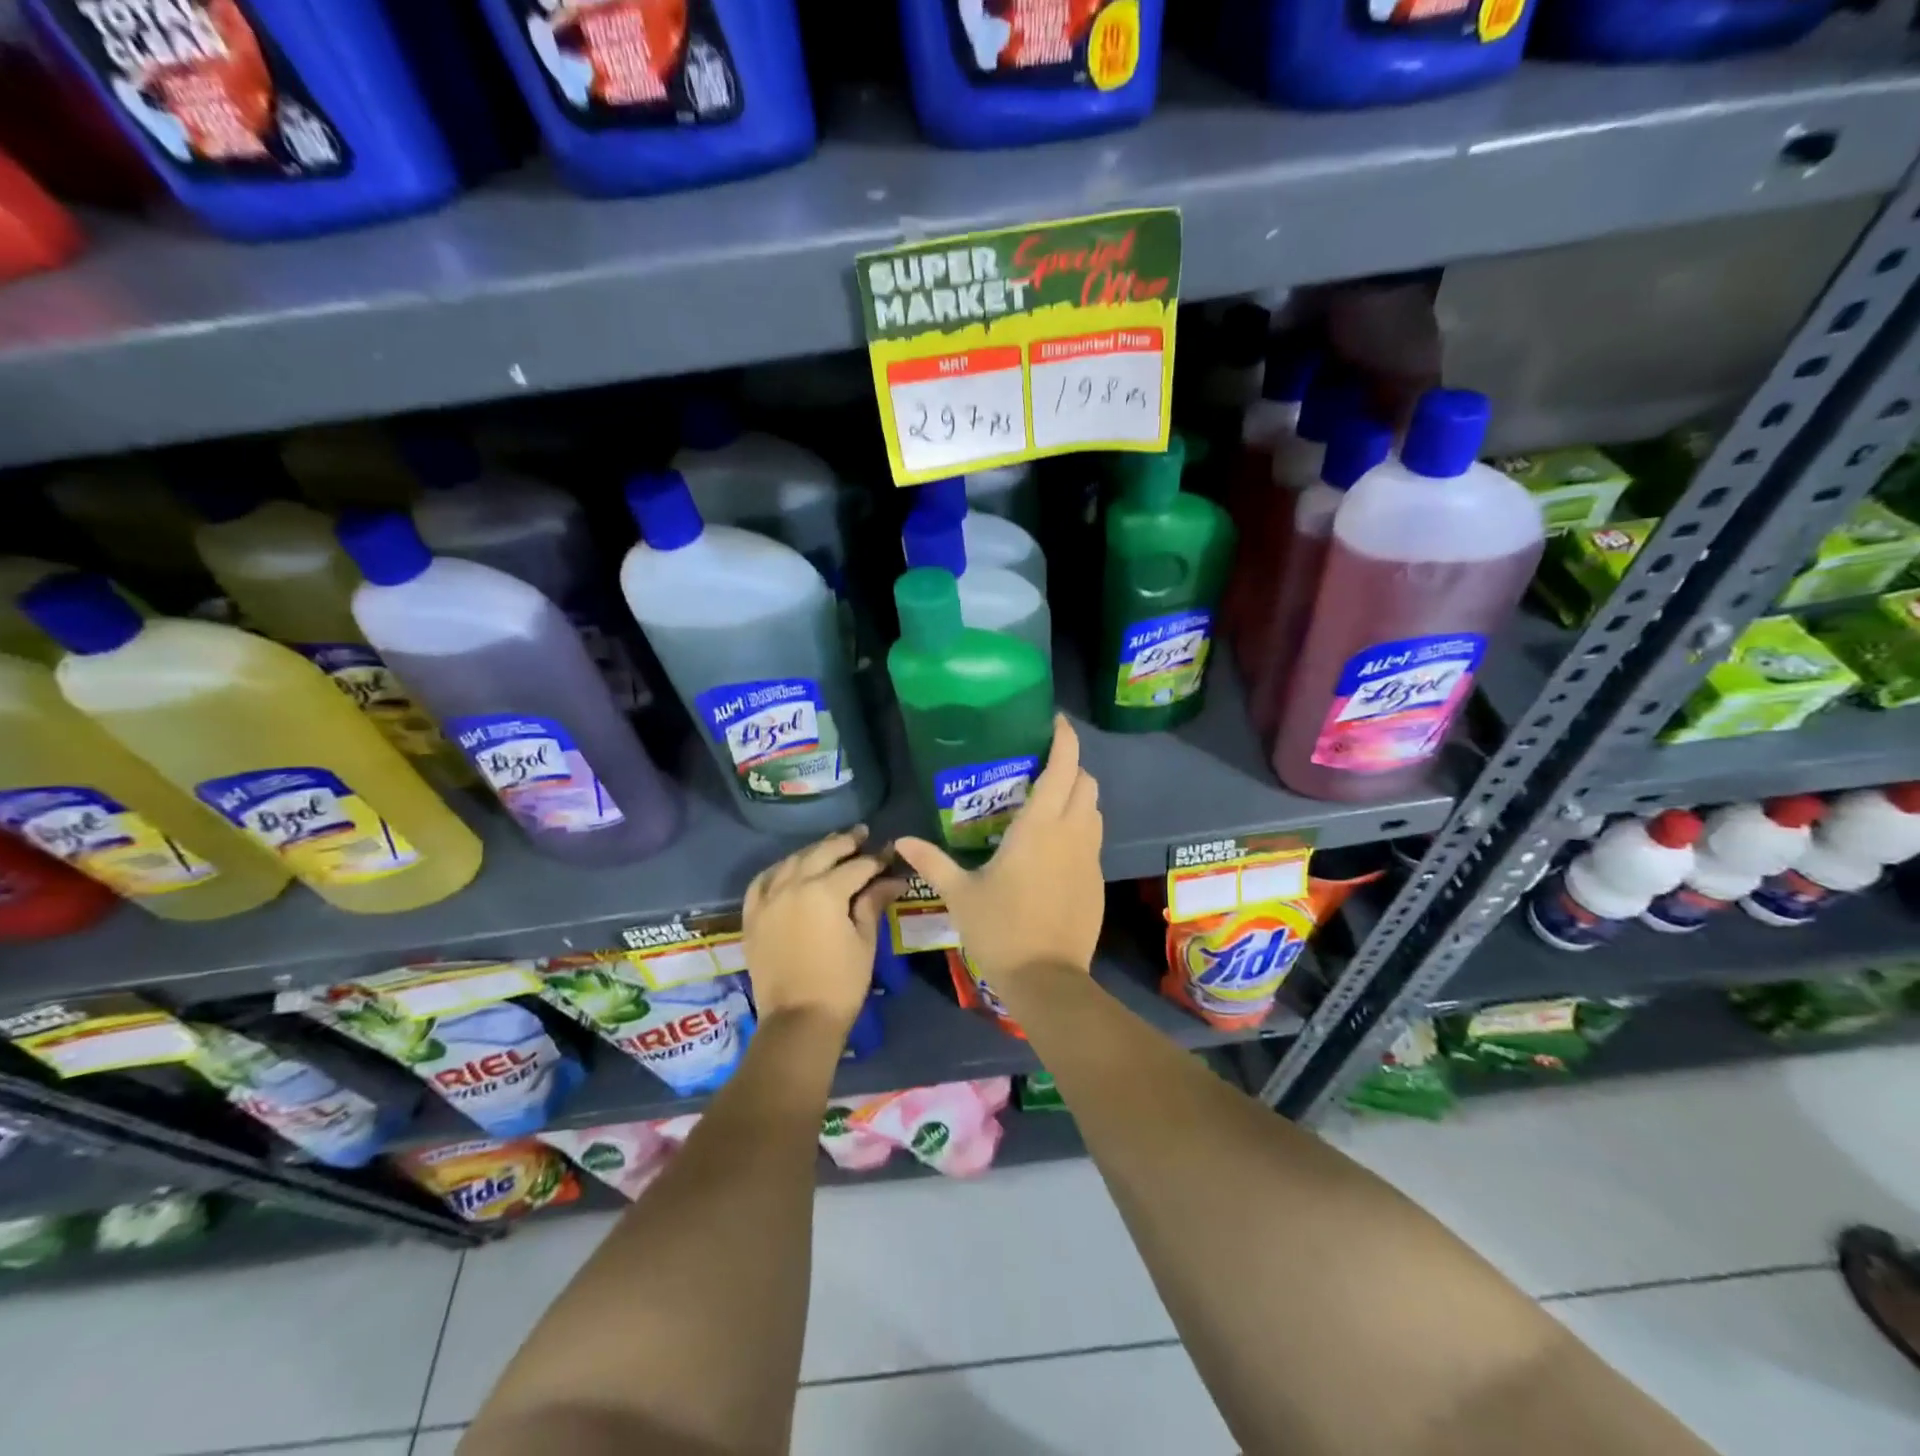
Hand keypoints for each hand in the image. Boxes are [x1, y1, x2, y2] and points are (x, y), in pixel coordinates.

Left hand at [742, 826, 902, 1029]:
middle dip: (845, 842)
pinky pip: (762, 881)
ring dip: (814, 851)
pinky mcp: (752, 916)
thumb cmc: (841, 983)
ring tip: (831, 846)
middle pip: (822, 853)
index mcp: (825, 891)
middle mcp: (793, 886)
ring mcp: (768, 899)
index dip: (877, 860)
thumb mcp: (864, 941)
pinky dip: (779, 870)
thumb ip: (873, 903)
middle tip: (862, 834)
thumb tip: (893, 880)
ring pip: (792, 861)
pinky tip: (789, 868)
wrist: (798, 1021)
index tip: (890, 855)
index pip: (857, 866)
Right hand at [895, 715, 1102, 988]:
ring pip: (1095, 810)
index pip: (1064, 767)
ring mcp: (1089, 857)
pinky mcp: (1096, 880)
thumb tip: (902, 841)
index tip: (1055, 721)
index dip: (1065, 738)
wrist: (1047, 979)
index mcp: (1040, 826)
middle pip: (1087, 782)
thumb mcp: (960, 893)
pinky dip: (1080, 827)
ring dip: (1078, 797)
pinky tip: (1053, 847)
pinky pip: (1093, 838)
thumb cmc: (1000, 929)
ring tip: (1048, 804)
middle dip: (1071, 767)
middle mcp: (1072, 832)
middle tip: (1042, 769)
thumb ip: (933, 861)